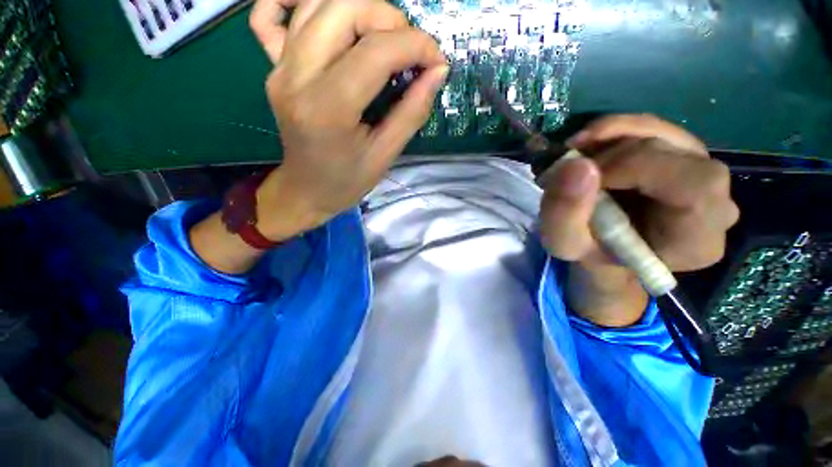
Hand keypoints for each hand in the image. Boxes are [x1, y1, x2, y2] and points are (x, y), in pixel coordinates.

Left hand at [249, 0, 448, 239]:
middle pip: (344, 8)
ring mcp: (280, 67)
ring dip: (361, 9)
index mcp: (328, 108)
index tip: (437, 61)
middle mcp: (297, 76)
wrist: (306, 190)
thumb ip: (412, 112)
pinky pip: (270, 13)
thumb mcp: (385, 155)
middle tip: (409, 51)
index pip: (376, 51)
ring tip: (384, 39)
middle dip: (389, 18)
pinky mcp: (273, 65)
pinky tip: (327, 16)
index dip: (416, 46)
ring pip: (317, 2)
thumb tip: (437, 72)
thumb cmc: (346, 181)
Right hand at [539, 115, 739, 325]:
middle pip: (677, 153)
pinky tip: (589, 147)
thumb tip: (575, 164)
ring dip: (609, 136)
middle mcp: (714, 201)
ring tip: (575, 155)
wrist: (604, 245)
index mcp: (696, 238)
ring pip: (662, 132)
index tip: (586, 178)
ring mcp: (699, 172)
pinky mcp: (681, 154)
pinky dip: (614, 131)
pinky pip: (652, 128)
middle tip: (571, 166)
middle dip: (614, 152)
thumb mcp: (563, 244)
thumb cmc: (588, 251)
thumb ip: (564, 214)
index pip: (694, 185)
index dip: (638, 168)